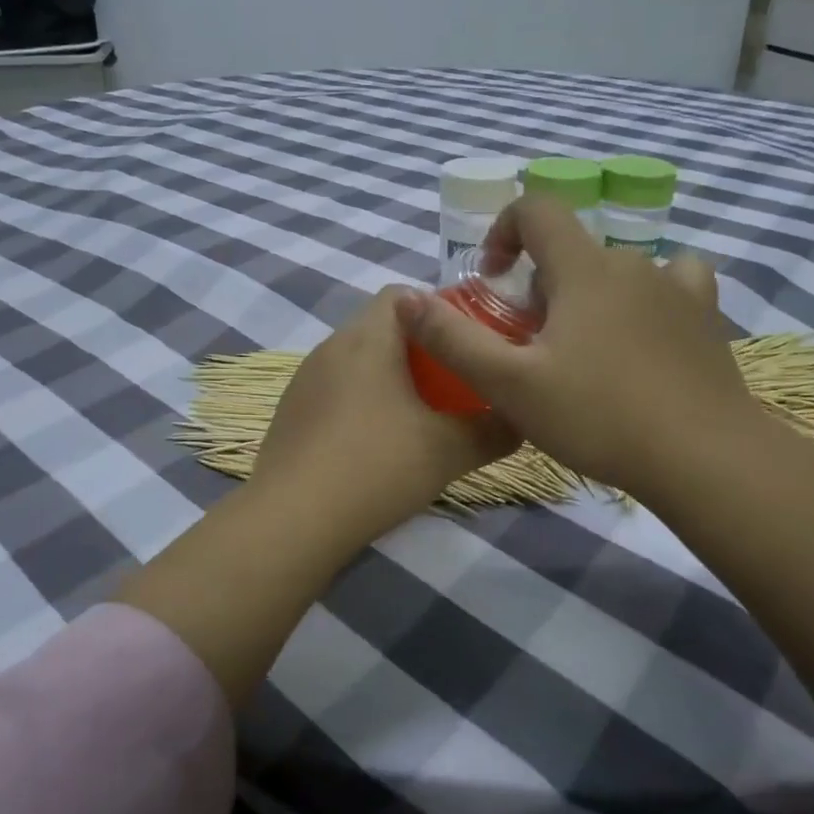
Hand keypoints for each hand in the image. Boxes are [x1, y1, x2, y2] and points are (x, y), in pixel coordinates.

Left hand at [253, 289, 516, 544]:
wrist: (294, 519)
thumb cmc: (377, 467)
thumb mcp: (450, 450)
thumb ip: (494, 430)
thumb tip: (522, 421)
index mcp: (368, 339)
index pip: (402, 294)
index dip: (438, 310)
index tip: (464, 343)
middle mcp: (331, 347)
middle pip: (381, 327)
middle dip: (420, 349)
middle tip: (452, 384)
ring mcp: (305, 380)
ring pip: (357, 361)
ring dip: (388, 377)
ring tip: (418, 416)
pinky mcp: (291, 412)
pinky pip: (335, 390)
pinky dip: (361, 403)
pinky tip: (375, 445)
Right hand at [396, 196, 769, 500]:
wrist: (703, 457)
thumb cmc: (599, 416)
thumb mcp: (510, 385)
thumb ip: (452, 339)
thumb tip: (403, 298)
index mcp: (583, 268)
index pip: (537, 210)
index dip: (504, 232)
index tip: (493, 280)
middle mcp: (631, 263)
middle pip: (572, 251)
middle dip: (541, 286)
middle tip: (533, 346)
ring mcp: (676, 287)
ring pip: (616, 271)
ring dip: (589, 295)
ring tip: (585, 350)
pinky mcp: (705, 317)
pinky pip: (674, 281)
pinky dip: (649, 295)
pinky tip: (645, 332)